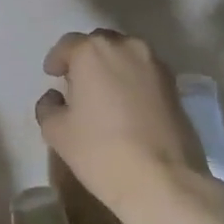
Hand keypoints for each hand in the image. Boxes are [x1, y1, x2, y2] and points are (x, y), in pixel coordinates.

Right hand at [34, 30, 204, 212]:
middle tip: (77, 84)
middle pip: (100, 44)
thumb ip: (49, 107)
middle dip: (86, 59)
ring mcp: (156, 64)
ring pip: (127, 56)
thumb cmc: (101, 151)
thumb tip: (55, 98)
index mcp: (93, 52)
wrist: (162, 178)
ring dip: (112, 68)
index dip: (57, 59)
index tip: (52, 75)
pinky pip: (146, 73)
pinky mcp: (175, 85)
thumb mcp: (57, 132)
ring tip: (103, 94)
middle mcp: (127, 47)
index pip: (69, 44)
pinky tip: (127, 106)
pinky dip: (133, 81)